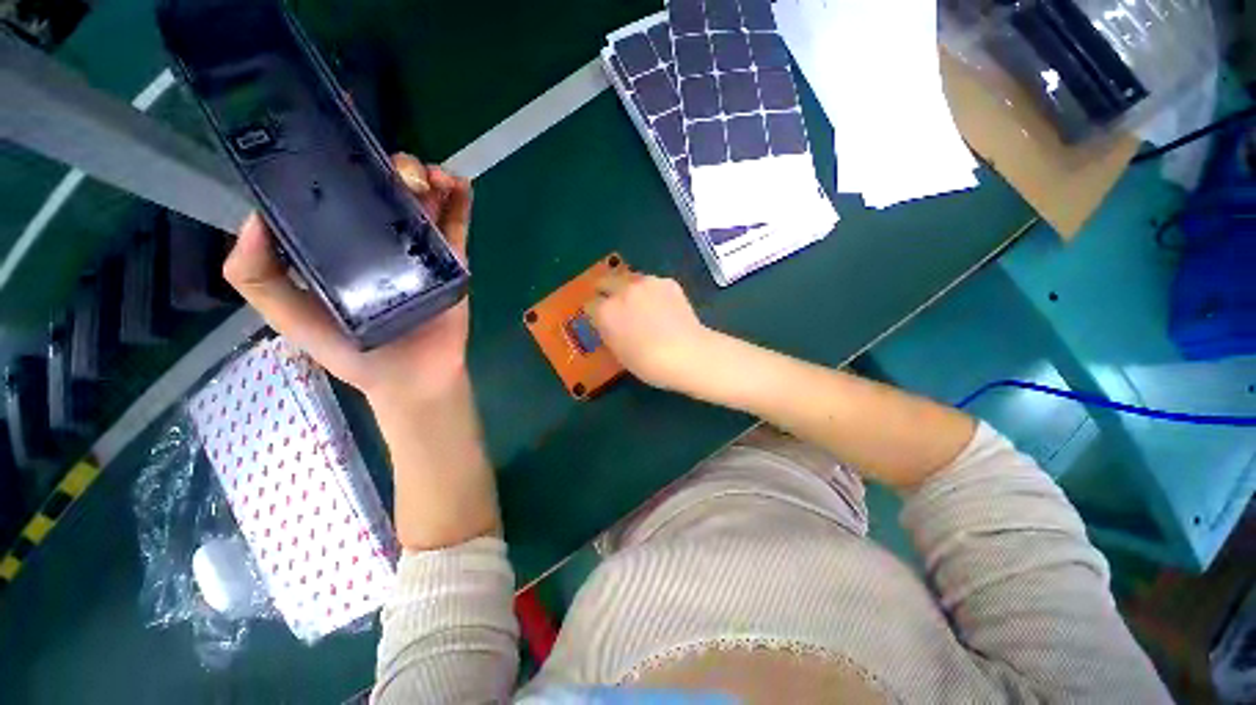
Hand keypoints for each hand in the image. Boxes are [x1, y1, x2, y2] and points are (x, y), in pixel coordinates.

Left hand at [223, 154, 472, 406]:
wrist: (412, 377)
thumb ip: (258, 275)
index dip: (335, 158)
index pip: (336, 191)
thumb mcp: (288, 316)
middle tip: (398, 172)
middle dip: (391, 166)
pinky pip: (459, 225)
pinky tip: (460, 184)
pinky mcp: (452, 261)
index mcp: (340, 243)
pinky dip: (462, 200)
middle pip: (385, 187)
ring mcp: (420, 248)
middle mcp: (380, 237)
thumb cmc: (351, 351)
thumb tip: (256, 214)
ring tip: (431, 177)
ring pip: (425, 199)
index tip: (337, 127)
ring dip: (429, 176)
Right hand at [586, 272, 711, 390]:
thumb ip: (608, 332)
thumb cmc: (648, 363)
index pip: (589, 304)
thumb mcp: (618, 353)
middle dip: (605, 291)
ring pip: (628, 278)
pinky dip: (651, 292)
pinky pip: (651, 283)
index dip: (594, 313)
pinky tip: (662, 307)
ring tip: (640, 304)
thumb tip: (608, 323)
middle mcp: (622, 290)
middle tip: (613, 304)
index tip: (600, 320)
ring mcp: (646, 282)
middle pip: (605, 281)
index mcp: (606, 311)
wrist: (687, 353)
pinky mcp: (666, 281)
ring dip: (628, 288)